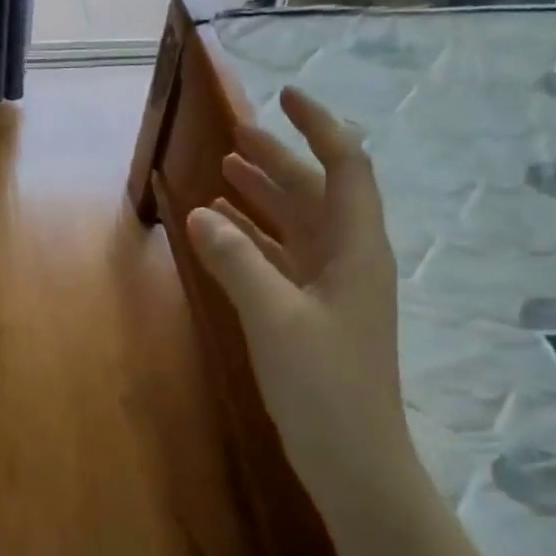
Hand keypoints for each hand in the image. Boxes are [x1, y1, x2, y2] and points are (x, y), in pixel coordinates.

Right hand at [187, 86, 420, 512]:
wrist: (353, 459)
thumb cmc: (324, 386)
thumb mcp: (275, 318)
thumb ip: (237, 261)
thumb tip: (200, 212)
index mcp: (355, 248)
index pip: (346, 166)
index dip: (319, 126)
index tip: (285, 96)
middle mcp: (348, 258)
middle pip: (316, 191)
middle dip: (280, 158)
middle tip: (237, 133)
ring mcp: (331, 287)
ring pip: (297, 223)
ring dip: (264, 195)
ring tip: (226, 169)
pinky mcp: (311, 312)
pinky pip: (281, 257)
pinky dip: (254, 237)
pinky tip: (225, 230)